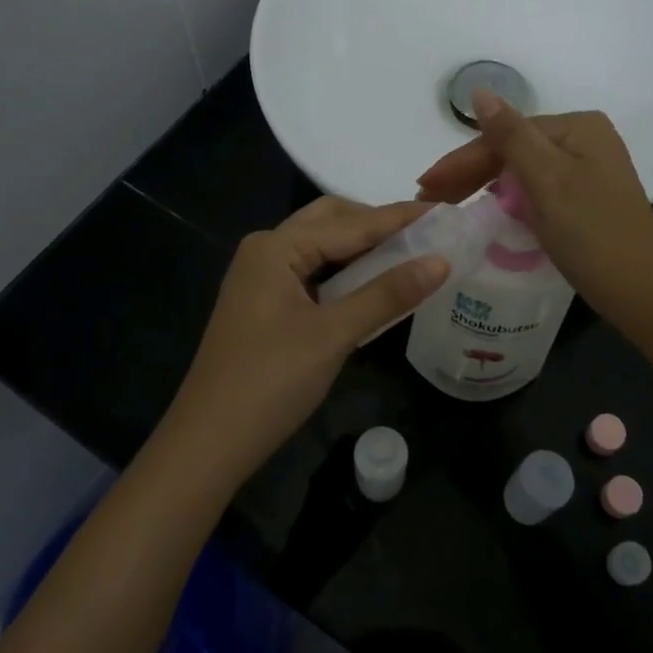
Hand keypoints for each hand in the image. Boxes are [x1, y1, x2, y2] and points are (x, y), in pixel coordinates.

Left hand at [158, 198, 449, 490]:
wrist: (208, 443)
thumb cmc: (271, 382)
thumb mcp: (334, 335)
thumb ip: (387, 294)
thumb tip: (441, 262)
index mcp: (277, 247)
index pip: (352, 223)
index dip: (400, 218)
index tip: (444, 209)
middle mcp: (266, 250)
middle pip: (331, 221)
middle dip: (377, 224)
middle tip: (425, 233)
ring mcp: (261, 276)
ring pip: (320, 246)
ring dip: (361, 247)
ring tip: (408, 253)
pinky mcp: (263, 302)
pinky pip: (311, 271)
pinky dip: (344, 271)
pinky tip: (372, 282)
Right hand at [417, 89, 652, 339]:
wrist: (644, 293)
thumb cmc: (593, 235)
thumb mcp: (547, 181)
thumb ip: (510, 136)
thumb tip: (479, 90)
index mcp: (578, 127)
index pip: (505, 135)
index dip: (462, 160)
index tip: (425, 186)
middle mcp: (586, 140)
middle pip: (514, 150)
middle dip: (470, 174)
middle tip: (429, 199)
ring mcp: (589, 170)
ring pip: (523, 171)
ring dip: (485, 187)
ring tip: (448, 206)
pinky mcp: (587, 198)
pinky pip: (538, 190)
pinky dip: (510, 200)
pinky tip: (488, 211)